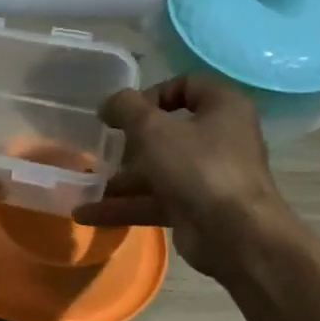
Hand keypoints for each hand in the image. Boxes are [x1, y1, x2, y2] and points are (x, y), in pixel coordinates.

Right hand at [74, 75, 292, 279]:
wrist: (234, 234)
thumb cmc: (198, 167)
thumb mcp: (153, 129)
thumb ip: (126, 108)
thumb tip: (109, 103)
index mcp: (222, 107)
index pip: (187, 86)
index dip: (152, 94)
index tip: (124, 113)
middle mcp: (219, 138)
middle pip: (168, 131)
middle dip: (130, 143)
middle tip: (104, 149)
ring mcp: (207, 176)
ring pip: (158, 170)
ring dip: (121, 179)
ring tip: (85, 185)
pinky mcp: (194, 207)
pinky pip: (154, 200)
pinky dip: (124, 206)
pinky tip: (86, 214)